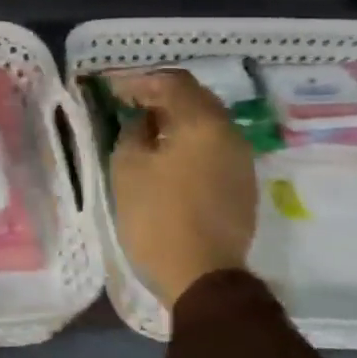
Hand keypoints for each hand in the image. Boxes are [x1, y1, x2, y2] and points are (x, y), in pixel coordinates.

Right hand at [107, 70, 256, 308]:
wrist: (202, 276)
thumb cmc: (157, 217)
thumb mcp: (128, 168)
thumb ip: (133, 132)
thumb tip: (142, 121)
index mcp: (202, 123)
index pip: (172, 82)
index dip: (140, 81)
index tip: (114, 91)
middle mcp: (229, 133)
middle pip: (196, 98)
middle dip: (161, 96)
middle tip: (130, 105)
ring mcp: (241, 160)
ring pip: (207, 124)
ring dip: (177, 120)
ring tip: (147, 131)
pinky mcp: (242, 185)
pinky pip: (214, 148)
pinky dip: (190, 142)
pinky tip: (169, 157)